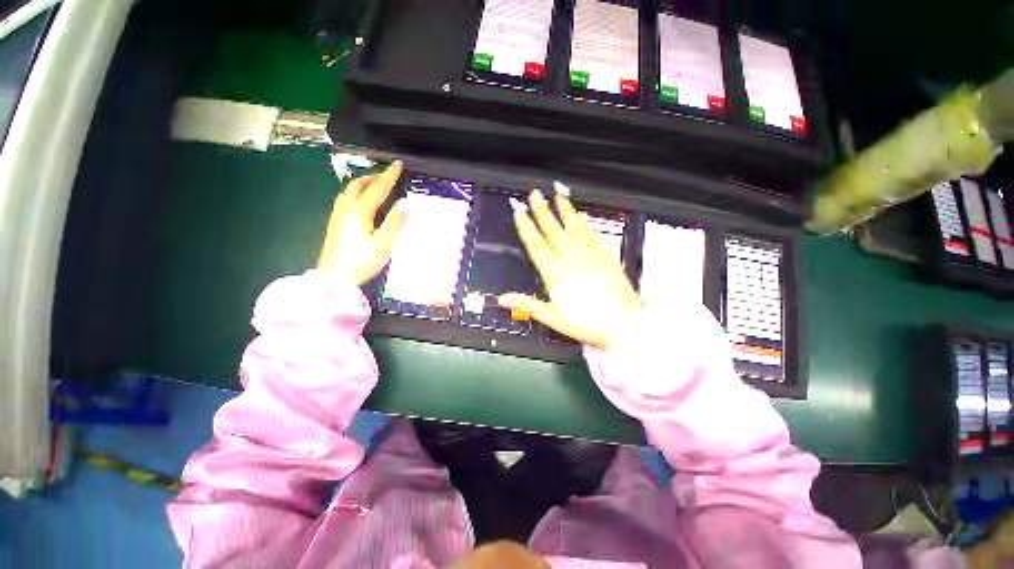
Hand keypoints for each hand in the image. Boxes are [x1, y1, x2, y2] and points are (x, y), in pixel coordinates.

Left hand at [317, 159, 406, 285]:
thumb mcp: (384, 243)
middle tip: (387, 176)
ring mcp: (338, 216)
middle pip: (358, 185)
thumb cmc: (362, 261)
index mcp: (360, 211)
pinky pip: (344, 200)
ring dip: (363, 184)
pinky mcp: (334, 225)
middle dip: (373, 176)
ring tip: (375, 186)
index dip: (388, 175)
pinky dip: (355, 193)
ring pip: (348, 191)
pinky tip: (360, 203)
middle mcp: (346, 209)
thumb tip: (406, 202)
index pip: (377, 188)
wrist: (334, 278)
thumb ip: (395, 222)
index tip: (398, 164)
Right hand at [499, 188, 642, 350]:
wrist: (623, 324)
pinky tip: (579, 215)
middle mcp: (570, 259)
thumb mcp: (552, 318)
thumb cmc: (586, 323)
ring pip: (572, 227)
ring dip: (564, 209)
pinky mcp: (604, 255)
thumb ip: (526, 305)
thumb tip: (501, 299)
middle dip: (542, 210)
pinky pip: (590, 234)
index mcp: (555, 273)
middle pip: (553, 231)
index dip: (526, 227)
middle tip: (534, 193)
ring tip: (557, 193)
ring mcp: (589, 255)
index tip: (519, 211)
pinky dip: (583, 223)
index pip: (536, 245)